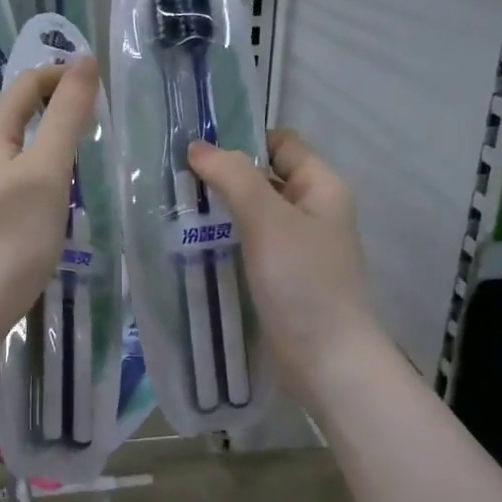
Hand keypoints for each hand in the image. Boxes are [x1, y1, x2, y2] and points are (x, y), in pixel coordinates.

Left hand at [0, 58, 98, 336]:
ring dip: (29, 144)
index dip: (58, 77)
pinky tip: (29, 201)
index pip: (24, 85)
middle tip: (82, 125)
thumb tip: (82, 61)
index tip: (93, 86)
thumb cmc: (14, 234)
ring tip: (62, 162)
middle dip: (43, 109)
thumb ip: (66, 115)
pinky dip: (16, 174)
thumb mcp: (49, 170)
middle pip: (6, 115)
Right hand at [187, 130, 378, 400]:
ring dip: (220, 209)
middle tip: (174, 178)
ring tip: (174, 208)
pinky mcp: (281, 277)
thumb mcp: (268, 220)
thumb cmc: (303, 282)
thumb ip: (233, 177)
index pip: (281, 144)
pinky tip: (192, 244)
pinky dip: (225, 240)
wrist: (327, 361)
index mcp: (321, 187)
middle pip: (264, 177)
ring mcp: (297, 246)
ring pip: (253, 213)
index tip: (197, 148)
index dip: (243, 139)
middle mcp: (312, 211)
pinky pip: (250, 244)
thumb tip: (197, 147)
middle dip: (224, 175)